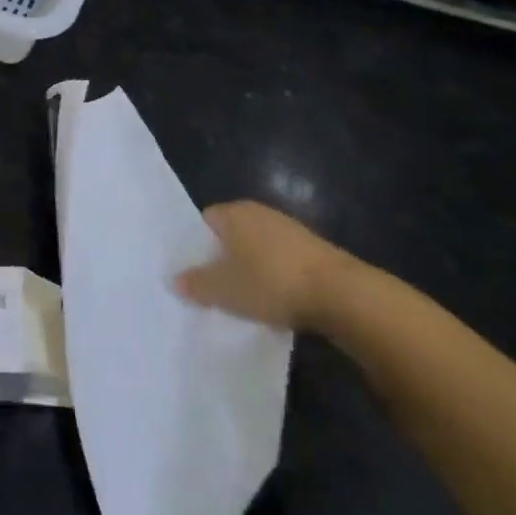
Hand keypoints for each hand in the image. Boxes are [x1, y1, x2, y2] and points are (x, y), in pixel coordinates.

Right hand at [176, 201, 356, 331]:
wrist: (340, 294)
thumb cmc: (271, 282)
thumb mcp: (224, 290)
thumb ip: (196, 284)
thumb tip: (174, 279)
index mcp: (233, 212)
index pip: (204, 221)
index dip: (197, 247)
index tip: (194, 274)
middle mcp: (259, 212)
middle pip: (231, 234)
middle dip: (223, 260)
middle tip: (215, 290)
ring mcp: (288, 229)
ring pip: (257, 249)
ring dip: (251, 270)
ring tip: (246, 301)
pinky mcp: (313, 249)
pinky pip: (281, 261)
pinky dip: (275, 278)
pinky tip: (277, 302)